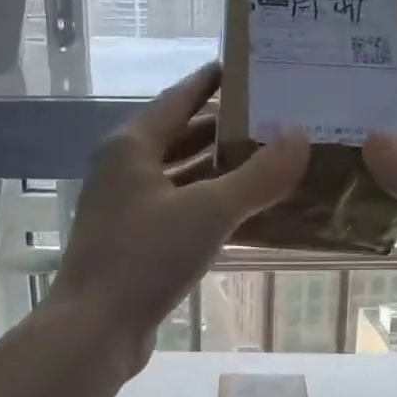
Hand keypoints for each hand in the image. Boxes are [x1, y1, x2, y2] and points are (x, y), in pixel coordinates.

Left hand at [51, 63, 308, 373]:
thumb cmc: (146, 258)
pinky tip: (246, 212)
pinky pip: (180, 210)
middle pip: (181, 136)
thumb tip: (300, 136)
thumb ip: (258, 175)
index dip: (212, 81)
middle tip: (275, 119)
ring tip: (271, 161)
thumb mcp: (209, 211)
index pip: (179, 98)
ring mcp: (127, 208)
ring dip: (221, 170)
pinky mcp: (135, 242)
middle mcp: (125, 170)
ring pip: (182, 177)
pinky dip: (211, 205)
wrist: (96, 329)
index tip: (249, 68)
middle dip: (226, 129)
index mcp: (132, 146)